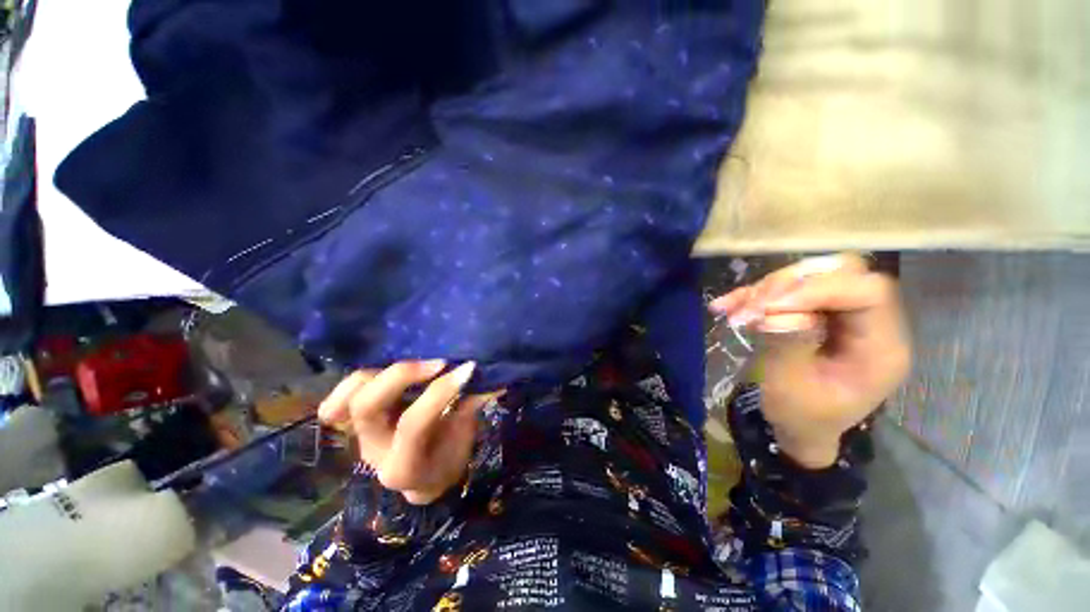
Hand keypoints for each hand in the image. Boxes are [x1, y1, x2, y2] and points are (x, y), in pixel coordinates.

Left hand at [317, 360, 497, 504]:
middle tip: (437, 362)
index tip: (467, 369)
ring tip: (413, 362)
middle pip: (367, 406)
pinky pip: (337, 402)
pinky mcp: (355, 422)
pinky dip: (355, 382)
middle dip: (402, 375)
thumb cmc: (449, 458)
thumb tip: (493, 376)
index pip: (413, 423)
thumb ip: (471, 406)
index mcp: (404, 466)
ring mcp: (359, 436)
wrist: (425, 474)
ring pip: (346, 399)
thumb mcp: (464, 438)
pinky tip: (383, 371)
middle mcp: (373, 451)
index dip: (440, 392)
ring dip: (378, 373)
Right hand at [710, 254, 911, 467]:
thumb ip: (789, 347)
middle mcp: (870, 322)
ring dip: (769, 288)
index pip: (867, 293)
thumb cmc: (802, 417)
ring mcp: (843, 315)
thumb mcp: (791, 389)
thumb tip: (776, 313)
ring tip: (737, 311)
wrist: (801, 426)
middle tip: (754, 305)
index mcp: (881, 347)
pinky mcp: (818, 312)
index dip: (819, 289)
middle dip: (792, 283)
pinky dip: (756, 294)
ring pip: (812, 276)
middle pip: (844, 273)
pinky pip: (789, 290)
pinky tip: (727, 306)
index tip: (769, 305)